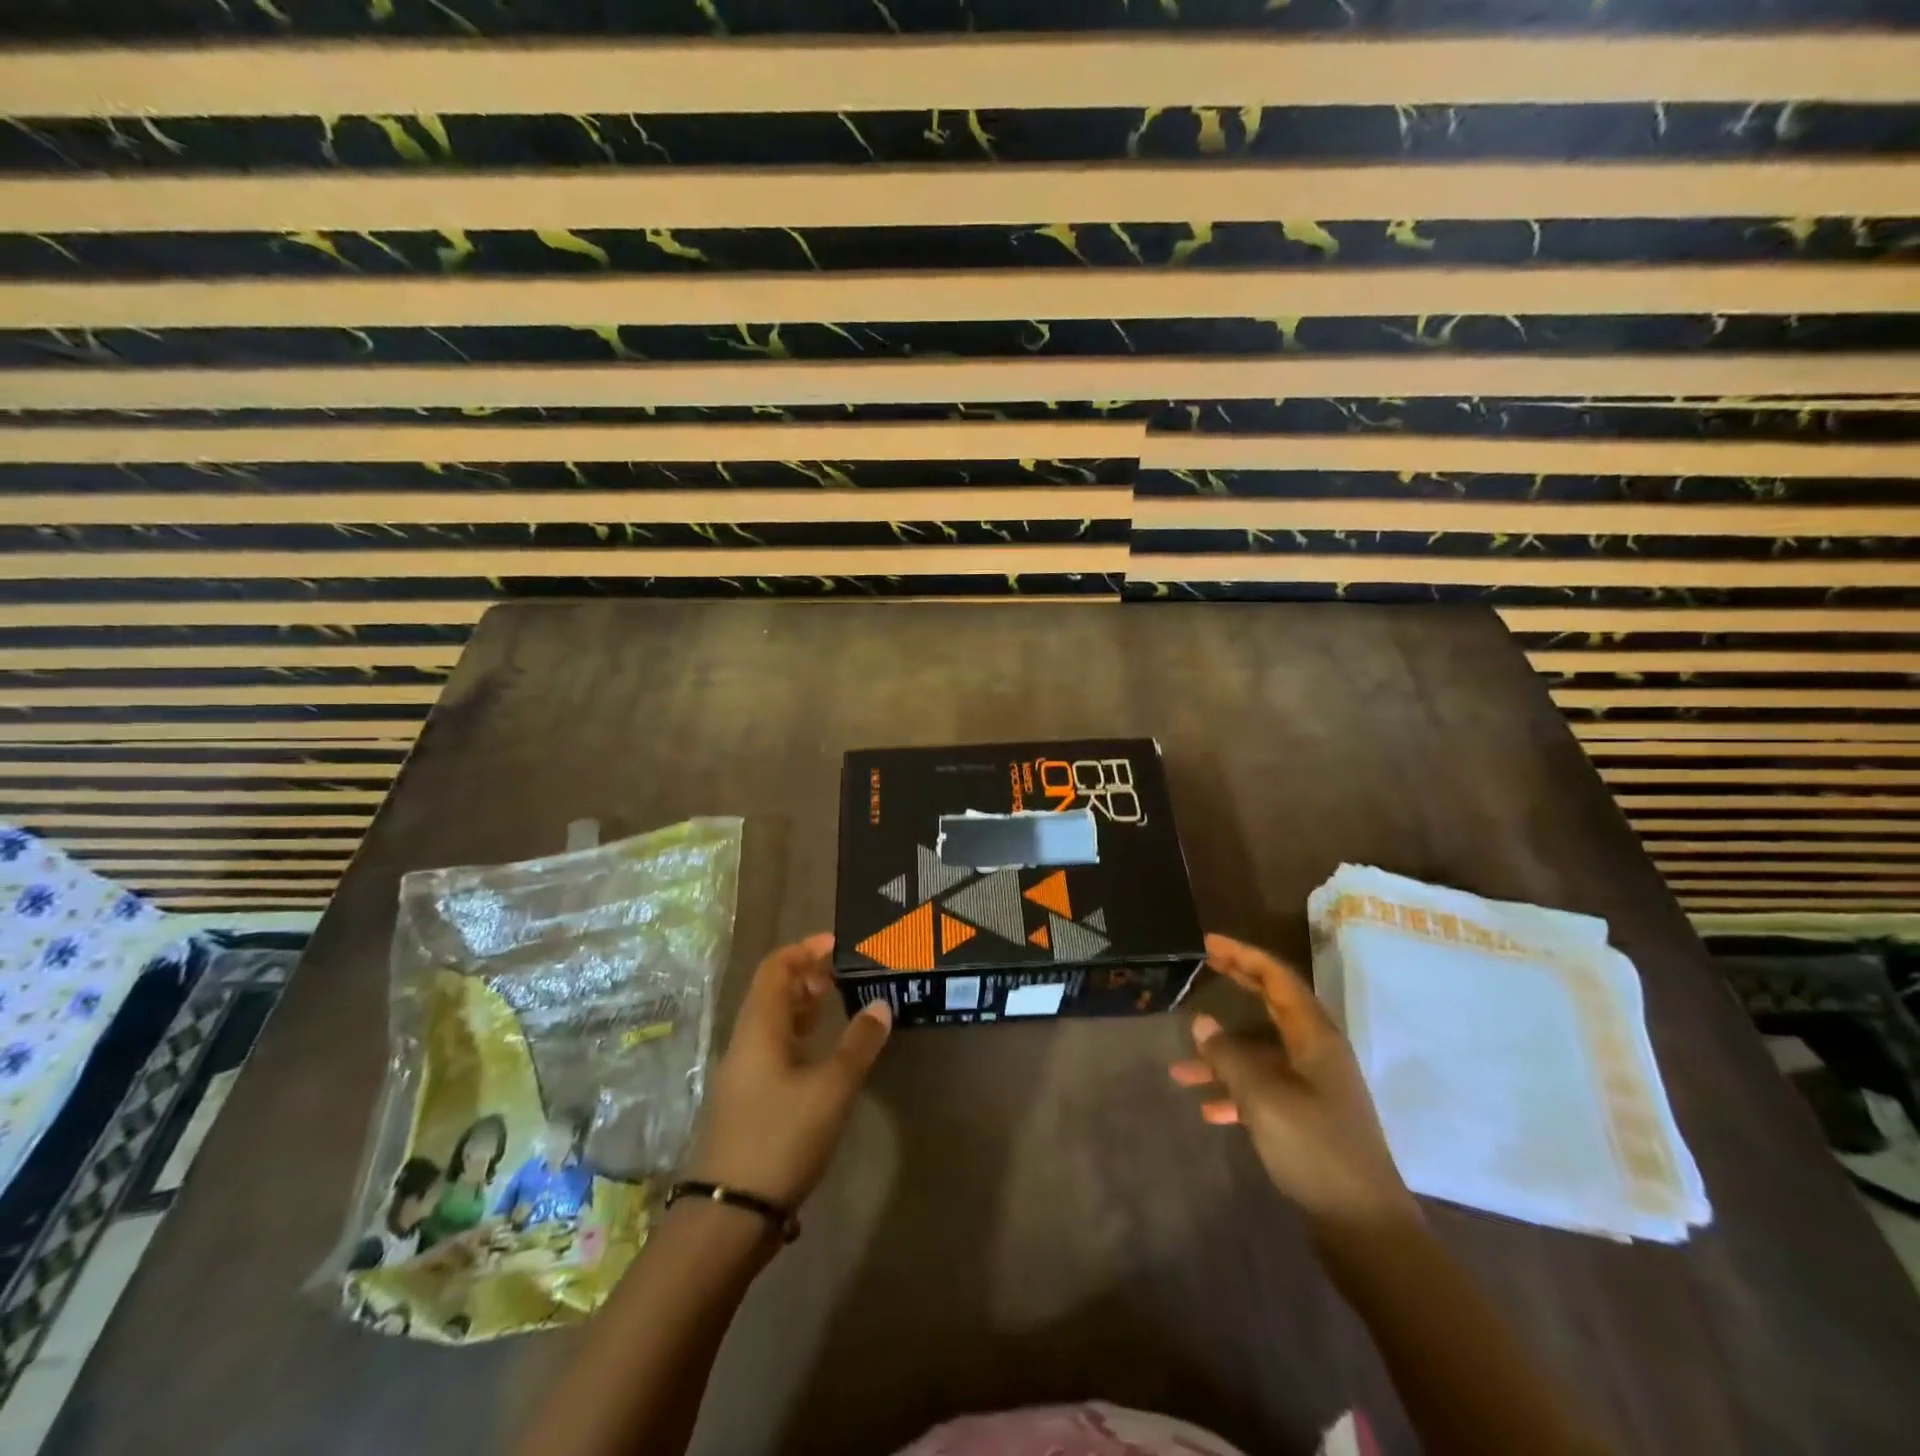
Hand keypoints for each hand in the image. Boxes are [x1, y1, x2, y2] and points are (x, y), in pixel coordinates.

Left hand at [685, 933, 891, 1210]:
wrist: (729, 1216)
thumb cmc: (781, 1138)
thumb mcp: (831, 1089)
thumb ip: (859, 1044)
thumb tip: (881, 1005)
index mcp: (759, 1028)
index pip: (775, 968)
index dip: (804, 949)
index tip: (836, 943)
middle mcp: (745, 1042)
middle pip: (771, 992)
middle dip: (805, 975)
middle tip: (841, 974)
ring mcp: (742, 1073)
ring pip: (771, 1022)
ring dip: (801, 1006)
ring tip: (835, 1003)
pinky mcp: (747, 1100)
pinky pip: (772, 1048)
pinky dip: (797, 1036)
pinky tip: (820, 1053)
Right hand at [1170, 933, 1418, 1236]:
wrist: (1365, 1229)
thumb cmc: (1315, 1150)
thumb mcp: (1263, 1098)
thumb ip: (1229, 1056)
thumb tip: (1202, 1022)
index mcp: (1315, 1038)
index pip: (1278, 979)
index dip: (1243, 955)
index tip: (1208, 943)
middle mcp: (1316, 1054)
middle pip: (1272, 1006)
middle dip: (1237, 985)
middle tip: (1201, 968)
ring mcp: (1314, 1087)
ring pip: (1261, 1054)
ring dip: (1223, 1056)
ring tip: (1180, 1070)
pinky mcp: (1308, 1119)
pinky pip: (1264, 1089)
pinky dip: (1235, 1092)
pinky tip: (1209, 1110)